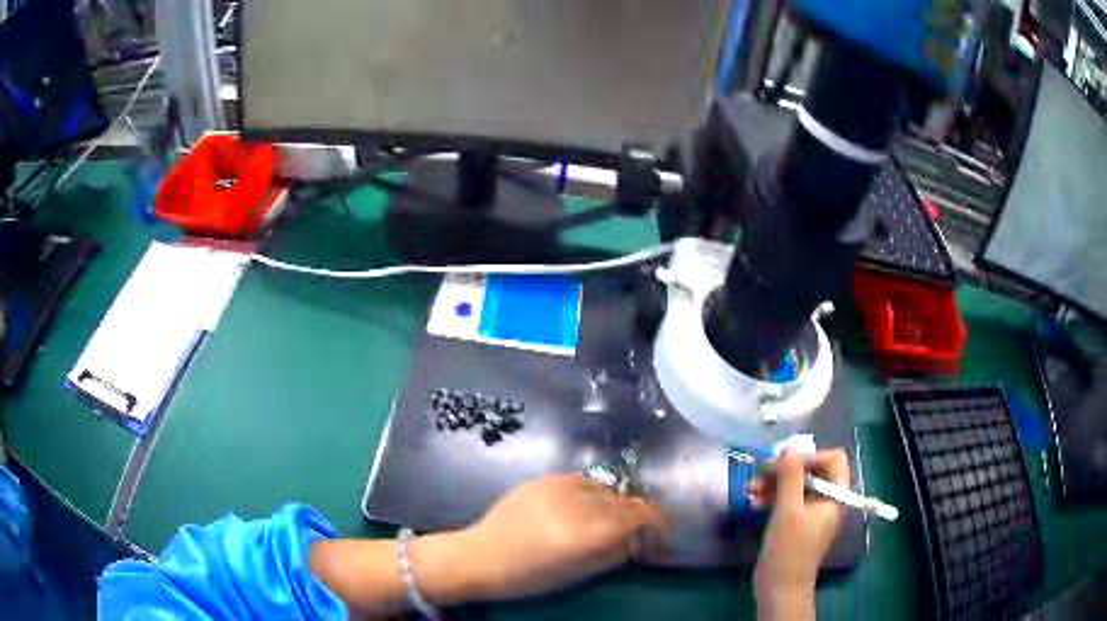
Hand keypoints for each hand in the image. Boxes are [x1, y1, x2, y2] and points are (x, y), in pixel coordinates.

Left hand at [444, 474, 665, 600]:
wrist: (478, 557)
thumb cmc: (526, 577)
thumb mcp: (575, 574)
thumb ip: (611, 555)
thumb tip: (634, 542)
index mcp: (584, 532)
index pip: (637, 515)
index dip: (656, 522)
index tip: (660, 533)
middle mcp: (574, 503)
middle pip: (623, 501)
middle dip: (637, 514)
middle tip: (638, 531)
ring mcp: (556, 487)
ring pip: (603, 489)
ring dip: (614, 503)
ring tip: (609, 520)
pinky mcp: (540, 480)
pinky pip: (579, 482)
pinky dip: (591, 494)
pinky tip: (585, 507)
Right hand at [746, 448, 849, 617]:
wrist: (779, 587)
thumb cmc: (789, 549)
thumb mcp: (788, 510)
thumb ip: (790, 476)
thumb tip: (789, 446)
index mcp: (835, 495)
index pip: (832, 460)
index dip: (810, 456)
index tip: (785, 463)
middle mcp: (826, 500)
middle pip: (811, 471)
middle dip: (785, 470)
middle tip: (759, 472)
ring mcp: (811, 513)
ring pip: (796, 486)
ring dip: (773, 484)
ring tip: (749, 489)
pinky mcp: (796, 523)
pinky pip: (787, 501)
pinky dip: (772, 498)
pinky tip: (753, 502)